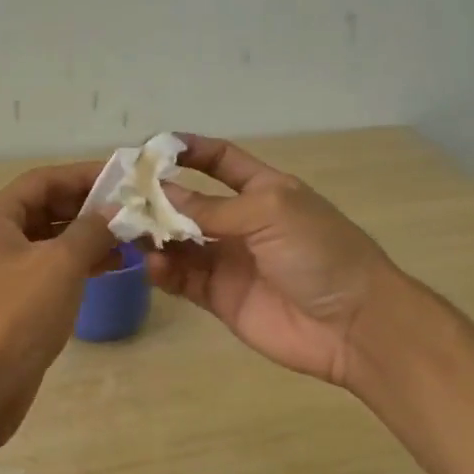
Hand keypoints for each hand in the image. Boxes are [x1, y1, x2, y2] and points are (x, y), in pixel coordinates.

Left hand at [0, 161, 117, 440]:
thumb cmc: (16, 317)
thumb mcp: (60, 266)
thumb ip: (91, 231)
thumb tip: (115, 211)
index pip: (43, 180)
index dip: (84, 175)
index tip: (125, 177)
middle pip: (45, 208)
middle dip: (89, 208)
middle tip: (134, 209)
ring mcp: (0, 271)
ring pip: (49, 241)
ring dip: (87, 237)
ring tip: (131, 239)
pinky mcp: (11, 300)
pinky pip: (48, 269)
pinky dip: (77, 265)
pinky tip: (110, 267)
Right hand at [143, 137, 397, 386]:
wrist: (352, 324)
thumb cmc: (320, 253)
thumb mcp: (270, 213)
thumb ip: (213, 207)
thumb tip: (160, 193)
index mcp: (264, 191)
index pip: (220, 162)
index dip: (189, 151)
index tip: (150, 148)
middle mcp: (242, 223)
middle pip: (190, 204)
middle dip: (157, 198)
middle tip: (120, 199)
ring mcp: (229, 262)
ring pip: (179, 243)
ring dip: (155, 236)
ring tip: (129, 234)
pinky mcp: (220, 298)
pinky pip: (183, 279)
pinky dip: (163, 272)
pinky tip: (152, 266)